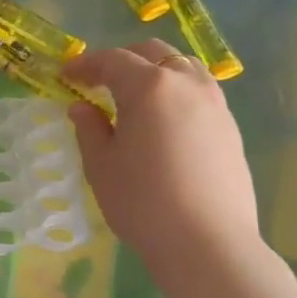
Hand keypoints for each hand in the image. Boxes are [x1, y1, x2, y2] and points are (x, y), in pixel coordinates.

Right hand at [63, 42, 260, 268]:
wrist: (208, 244)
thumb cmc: (142, 202)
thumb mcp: (101, 165)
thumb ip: (89, 129)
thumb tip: (82, 108)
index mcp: (149, 87)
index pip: (112, 60)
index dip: (85, 65)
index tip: (66, 76)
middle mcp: (186, 84)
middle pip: (153, 53)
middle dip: (122, 60)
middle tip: (99, 80)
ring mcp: (215, 104)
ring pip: (183, 67)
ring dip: (155, 71)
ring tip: (135, 95)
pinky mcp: (230, 128)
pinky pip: (200, 92)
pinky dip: (176, 92)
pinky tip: (164, 120)